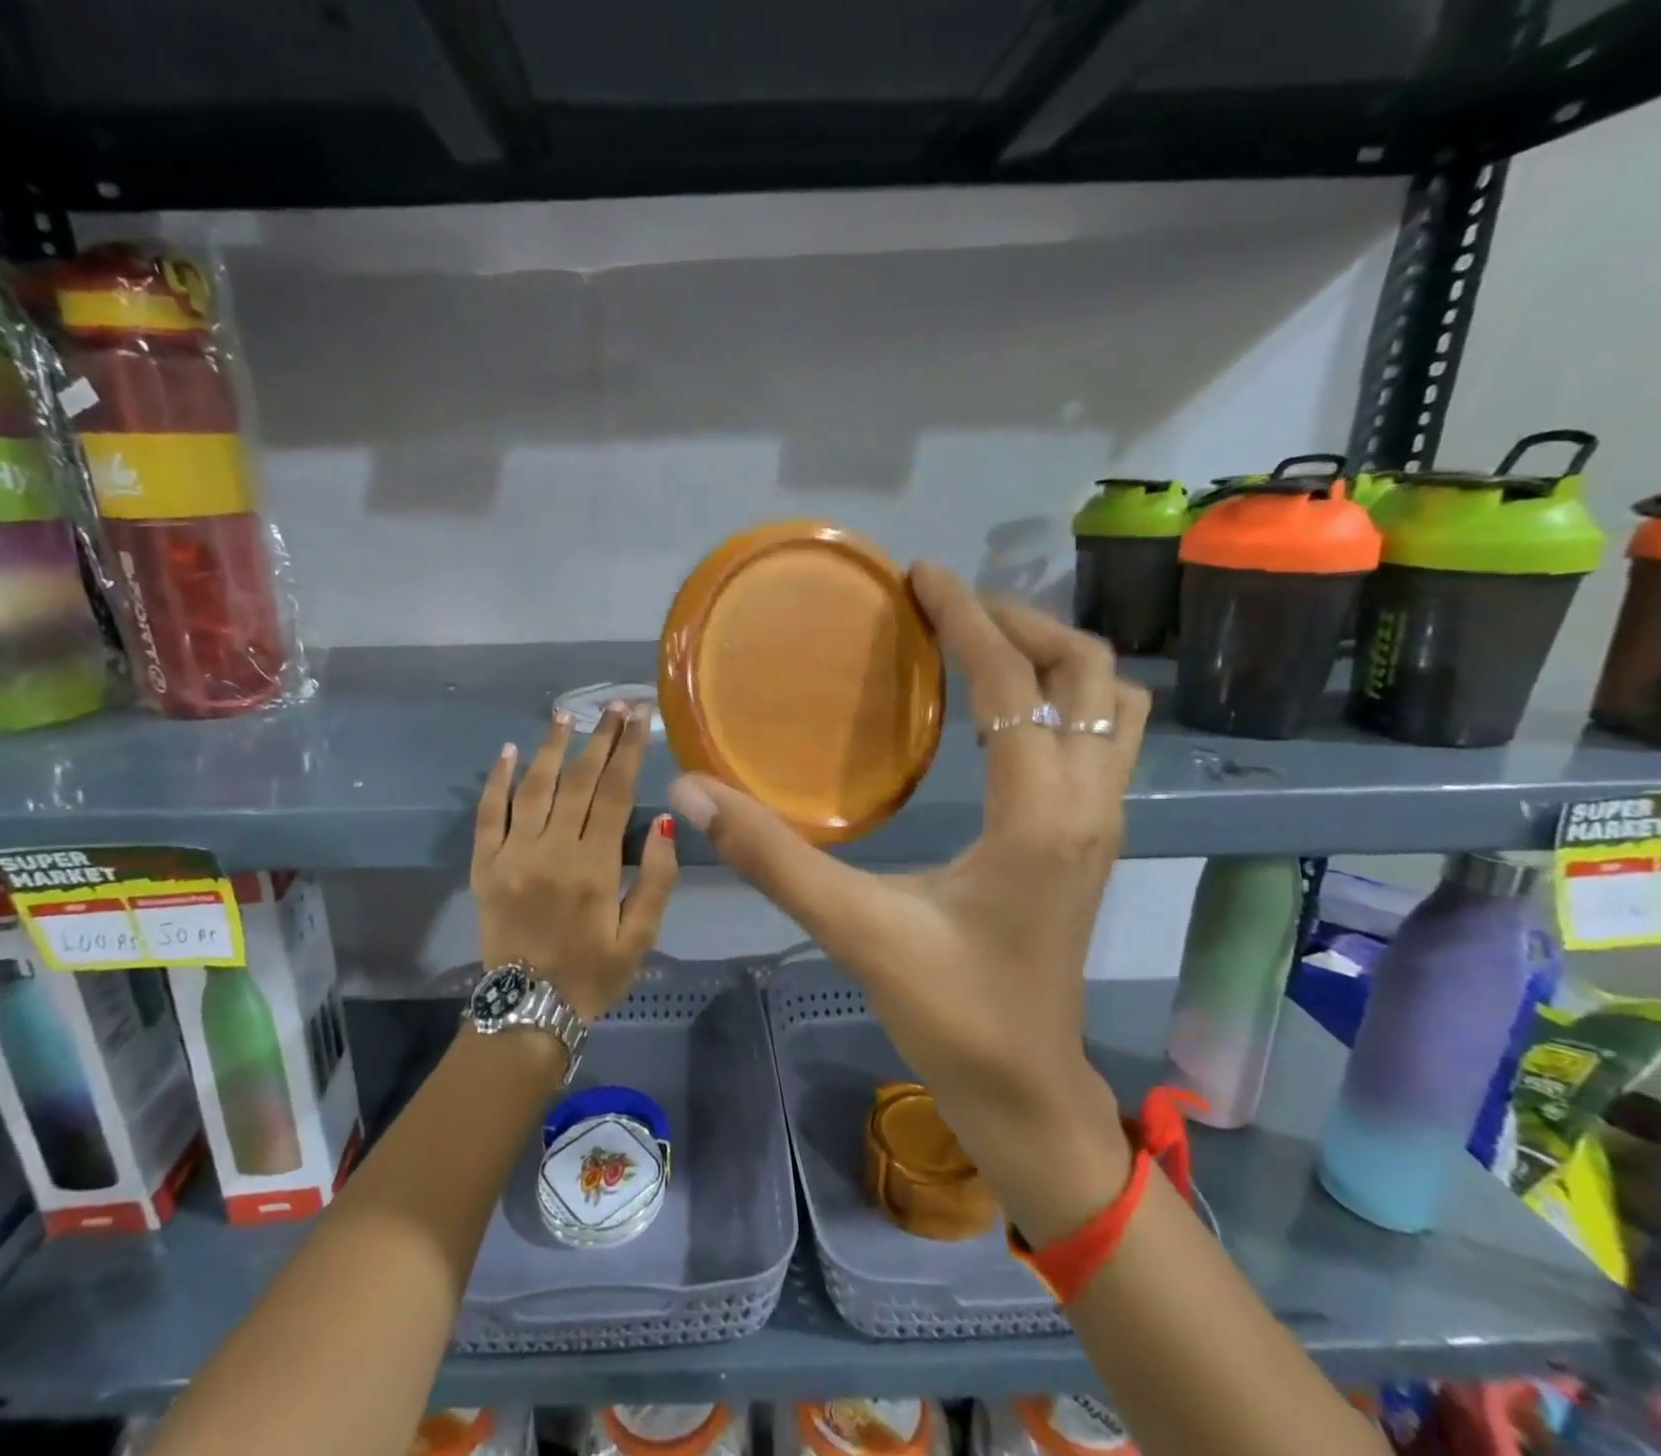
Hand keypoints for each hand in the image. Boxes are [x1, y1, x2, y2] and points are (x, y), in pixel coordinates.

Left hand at [473, 704, 677, 1020]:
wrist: (527, 1010)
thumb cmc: (593, 974)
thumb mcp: (640, 937)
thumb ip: (655, 880)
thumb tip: (664, 823)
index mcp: (594, 867)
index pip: (616, 793)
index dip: (629, 750)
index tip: (639, 717)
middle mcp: (551, 851)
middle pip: (579, 781)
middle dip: (600, 738)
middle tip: (614, 705)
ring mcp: (512, 855)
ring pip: (534, 788)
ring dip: (551, 748)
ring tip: (566, 715)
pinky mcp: (485, 866)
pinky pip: (487, 815)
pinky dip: (497, 781)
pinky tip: (508, 752)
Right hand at [665, 562, 1148, 1240]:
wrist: (1025, 1092)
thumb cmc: (950, 1014)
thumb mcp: (854, 931)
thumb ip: (772, 858)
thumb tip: (692, 791)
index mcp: (1039, 815)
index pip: (1015, 682)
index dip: (967, 618)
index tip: (920, 576)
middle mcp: (1088, 804)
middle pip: (1091, 671)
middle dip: (1021, 623)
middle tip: (948, 611)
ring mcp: (1102, 823)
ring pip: (1114, 703)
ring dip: (1054, 659)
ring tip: (981, 649)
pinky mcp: (1092, 840)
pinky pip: (1102, 737)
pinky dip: (1062, 699)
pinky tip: (999, 717)